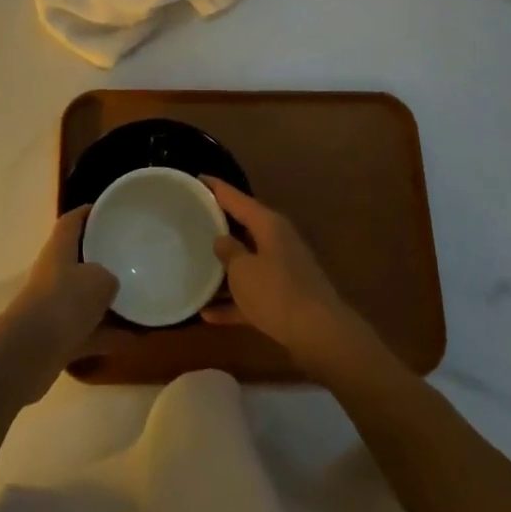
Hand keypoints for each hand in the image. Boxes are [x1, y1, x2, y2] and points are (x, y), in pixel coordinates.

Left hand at [0, 206, 117, 404]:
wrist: (29, 353)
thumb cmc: (65, 302)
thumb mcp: (100, 280)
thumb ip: (109, 276)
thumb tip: (110, 285)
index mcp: (59, 250)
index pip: (71, 222)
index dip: (88, 213)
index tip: (108, 210)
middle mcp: (53, 274)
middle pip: (78, 260)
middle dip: (101, 259)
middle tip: (129, 256)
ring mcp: (53, 307)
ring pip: (84, 299)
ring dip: (107, 302)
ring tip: (138, 301)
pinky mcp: (56, 338)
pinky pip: (88, 331)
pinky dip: (108, 335)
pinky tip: (135, 340)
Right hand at [202, 178, 373, 373]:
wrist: (319, 334)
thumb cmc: (276, 292)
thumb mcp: (242, 269)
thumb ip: (228, 251)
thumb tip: (221, 240)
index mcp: (268, 224)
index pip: (237, 198)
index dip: (216, 188)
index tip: (198, 177)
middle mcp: (277, 241)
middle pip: (243, 228)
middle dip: (219, 227)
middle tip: (191, 220)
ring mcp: (282, 270)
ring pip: (247, 263)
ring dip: (224, 270)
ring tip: (194, 267)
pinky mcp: (284, 298)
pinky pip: (252, 294)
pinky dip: (233, 302)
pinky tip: (207, 314)